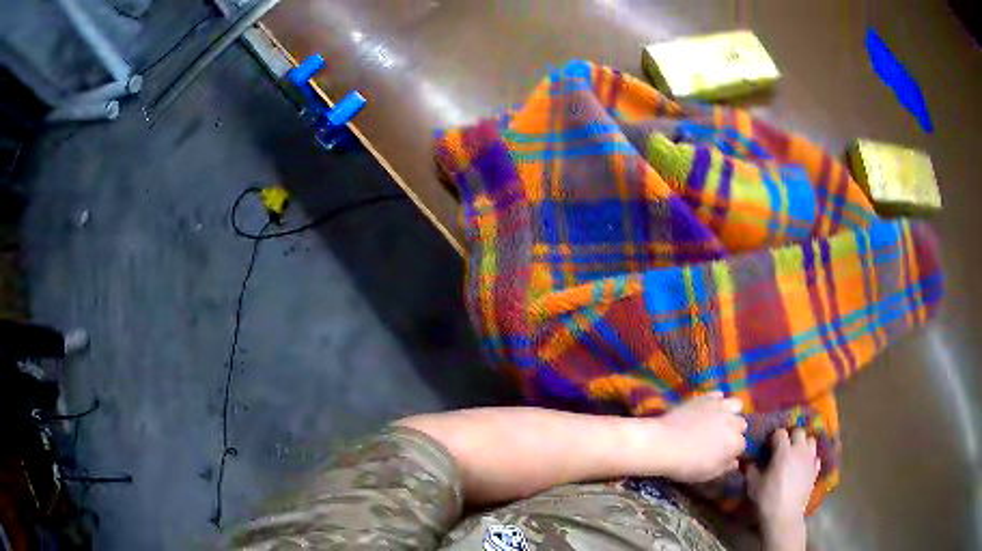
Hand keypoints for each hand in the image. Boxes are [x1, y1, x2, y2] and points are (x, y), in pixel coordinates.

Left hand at [637, 392, 746, 482]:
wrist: (664, 443)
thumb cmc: (686, 464)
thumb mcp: (708, 474)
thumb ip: (725, 467)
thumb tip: (735, 462)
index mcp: (735, 443)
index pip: (742, 445)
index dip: (733, 450)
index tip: (723, 454)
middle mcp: (732, 422)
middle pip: (741, 424)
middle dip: (734, 431)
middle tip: (720, 438)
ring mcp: (720, 407)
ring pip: (736, 405)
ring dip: (731, 412)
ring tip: (720, 420)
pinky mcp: (706, 397)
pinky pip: (718, 395)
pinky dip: (716, 401)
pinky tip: (708, 409)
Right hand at [747, 429, 819, 533]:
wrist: (784, 515)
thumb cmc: (767, 498)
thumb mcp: (752, 485)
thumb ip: (751, 470)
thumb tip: (750, 462)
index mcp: (783, 451)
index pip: (780, 432)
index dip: (774, 437)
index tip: (768, 446)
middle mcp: (799, 450)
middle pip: (799, 431)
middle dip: (791, 436)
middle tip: (784, 447)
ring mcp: (810, 459)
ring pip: (811, 441)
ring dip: (804, 444)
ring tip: (796, 454)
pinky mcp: (815, 470)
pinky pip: (816, 457)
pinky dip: (810, 459)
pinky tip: (804, 466)